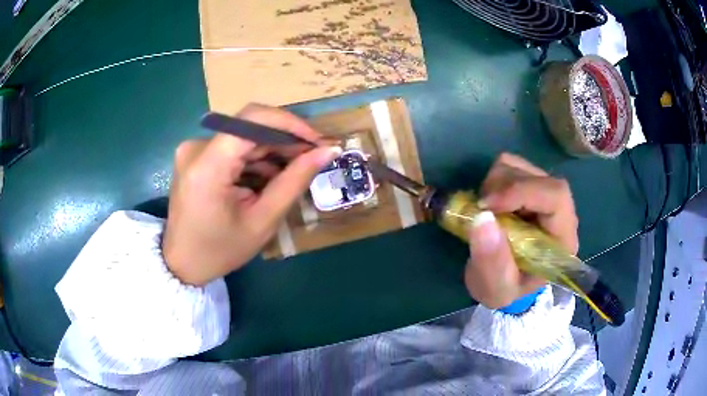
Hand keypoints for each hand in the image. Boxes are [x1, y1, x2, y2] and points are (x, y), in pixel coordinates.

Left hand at [162, 104, 340, 285]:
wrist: (182, 263)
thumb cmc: (220, 250)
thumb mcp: (262, 221)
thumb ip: (294, 182)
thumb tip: (327, 152)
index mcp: (207, 165)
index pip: (252, 119)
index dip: (289, 123)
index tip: (316, 141)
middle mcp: (196, 147)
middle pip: (249, 127)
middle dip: (284, 140)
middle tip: (312, 159)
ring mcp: (193, 150)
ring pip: (244, 137)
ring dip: (271, 151)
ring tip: (293, 174)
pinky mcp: (196, 156)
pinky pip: (233, 147)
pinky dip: (255, 159)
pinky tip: (269, 178)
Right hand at [465, 153, 578, 308]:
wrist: (504, 282)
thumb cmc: (505, 289)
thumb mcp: (496, 289)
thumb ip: (492, 262)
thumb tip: (482, 218)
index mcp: (563, 238)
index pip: (556, 196)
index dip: (522, 191)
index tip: (487, 206)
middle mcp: (560, 211)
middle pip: (538, 177)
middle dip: (503, 189)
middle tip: (480, 210)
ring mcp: (543, 194)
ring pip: (520, 166)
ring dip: (494, 185)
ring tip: (486, 213)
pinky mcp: (528, 185)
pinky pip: (509, 165)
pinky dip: (492, 179)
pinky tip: (491, 204)